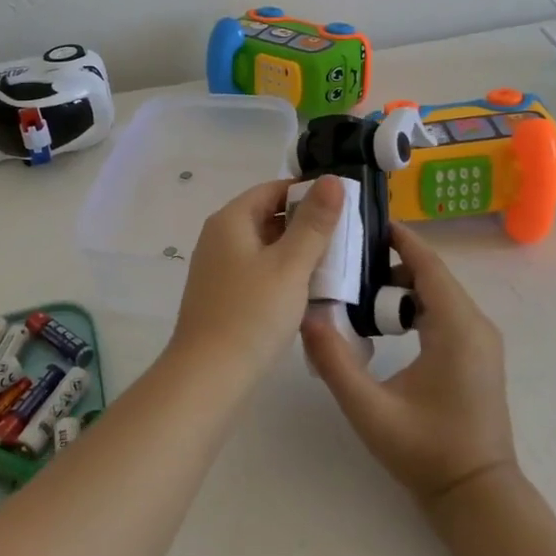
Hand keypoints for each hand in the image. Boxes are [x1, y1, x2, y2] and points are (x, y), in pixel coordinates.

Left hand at [171, 175, 344, 375]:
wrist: (208, 377)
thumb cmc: (252, 315)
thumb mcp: (290, 265)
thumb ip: (314, 222)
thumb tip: (332, 179)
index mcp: (231, 220)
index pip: (273, 189)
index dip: (308, 192)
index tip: (344, 205)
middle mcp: (219, 237)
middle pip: (268, 215)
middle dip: (306, 223)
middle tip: (347, 235)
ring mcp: (218, 268)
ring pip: (265, 246)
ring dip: (297, 250)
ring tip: (336, 262)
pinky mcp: (223, 295)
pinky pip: (259, 270)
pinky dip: (283, 273)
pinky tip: (308, 290)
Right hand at [302, 222, 517, 509]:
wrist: (477, 496)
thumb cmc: (427, 452)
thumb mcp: (371, 411)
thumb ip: (335, 362)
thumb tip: (306, 317)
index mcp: (456, 327)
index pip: (428, 264)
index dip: (399, 238)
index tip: (364, 220)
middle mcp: (475, 324)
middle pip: (432, 273)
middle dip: (392, 258)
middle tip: (347, 254)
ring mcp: (480, 339)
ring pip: (439, 292)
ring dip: (402, 282)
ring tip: (358, 283)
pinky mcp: (476, 353)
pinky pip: (445, 310)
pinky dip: (415, 301)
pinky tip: (385, 317)